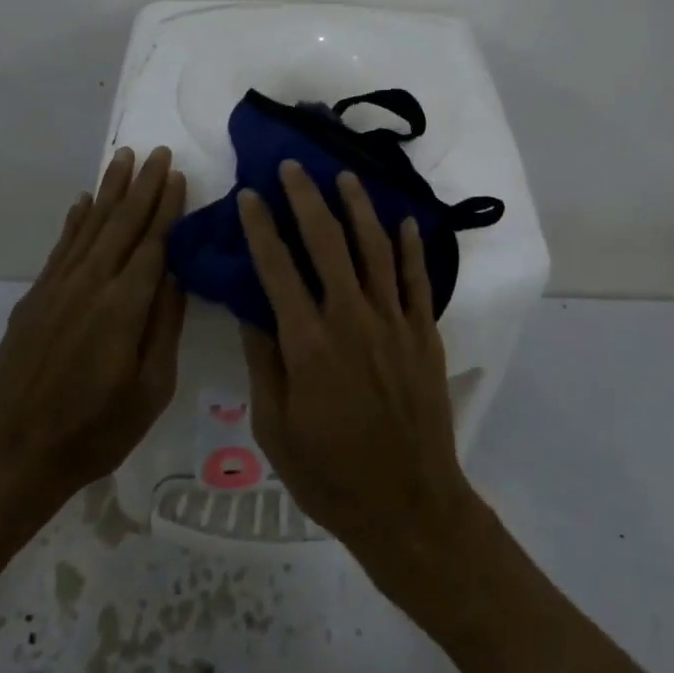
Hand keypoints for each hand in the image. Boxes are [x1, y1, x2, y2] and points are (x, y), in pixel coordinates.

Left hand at [0, 145, 186, 538]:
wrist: (10, 455)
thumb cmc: (94, 431)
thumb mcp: (150, 390)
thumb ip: (165, 326)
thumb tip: (176, 274)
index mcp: (125, 305)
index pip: (153, 242)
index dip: (167, 206)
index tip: (178, 174)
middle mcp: (90, 283)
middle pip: (122, 222)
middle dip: (143, 185)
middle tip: (158, 151)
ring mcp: (57, 287)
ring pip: (90, 225)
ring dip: (110, 190)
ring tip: (124, 158)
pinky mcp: (35, 298)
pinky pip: (62, 246)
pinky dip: (75, 220)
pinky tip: (83, 202)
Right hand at [238, 160, 484, 591]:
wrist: (408, 505)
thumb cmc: (330, 475)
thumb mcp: (275, 428)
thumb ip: (264, 361)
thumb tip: (250, 307)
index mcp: (308, 343)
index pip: (277, 268)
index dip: (261, 227)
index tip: (250, 195)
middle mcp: (351, 319)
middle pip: (327, 243)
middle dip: (307, 199)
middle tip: (294, 167)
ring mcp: (393, 323)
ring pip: (375, 249)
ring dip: (359, 208)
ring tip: (344, 177)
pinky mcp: (423, 335)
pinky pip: (417, 281)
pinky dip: (411, 248)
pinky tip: (403, 222)